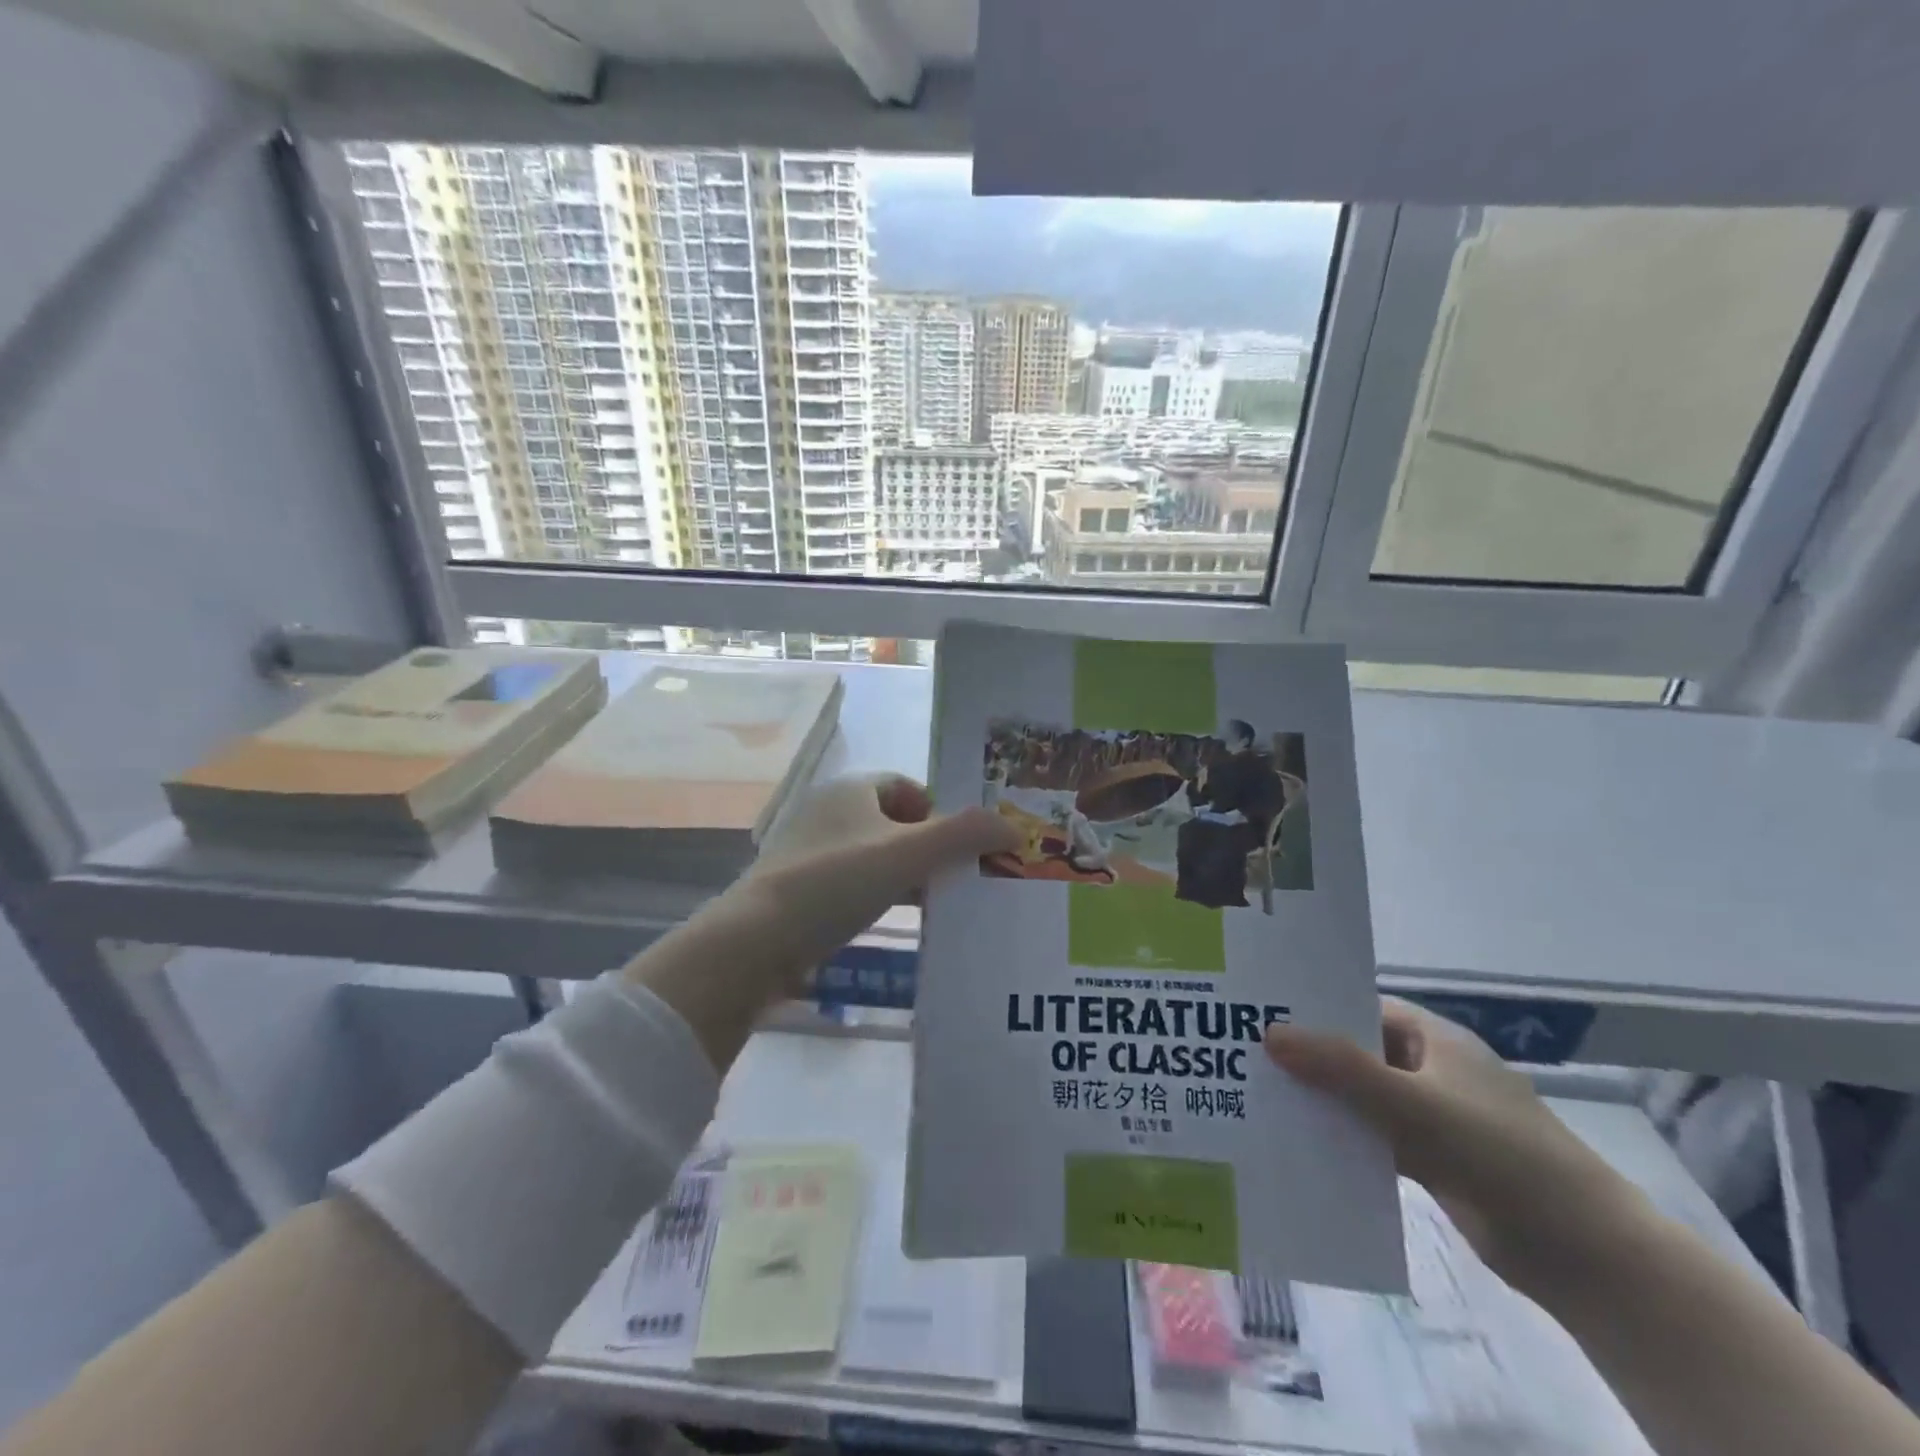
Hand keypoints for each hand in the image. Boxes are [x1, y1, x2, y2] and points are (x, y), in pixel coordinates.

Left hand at [744, 772, 1014, 969]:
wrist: (757, 941)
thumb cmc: (836, 882)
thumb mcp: (907, 854)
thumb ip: (962, 836)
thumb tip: (1014, 826)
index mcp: (850, 791)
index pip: (905, 786)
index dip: (938, 809)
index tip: (962, 843)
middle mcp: (828, 813)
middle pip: (892, 822)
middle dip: (927, 845)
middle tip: (960, 876)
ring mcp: (811, 853)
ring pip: (873, 856)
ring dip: (905, 874)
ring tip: (937, 903)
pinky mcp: (801, 891)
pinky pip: (853, 885)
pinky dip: (878, 896)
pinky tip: (895, 921)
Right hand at [1264, 998, 1647, 1291]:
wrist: (1584, 1254)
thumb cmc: (1499, 1153)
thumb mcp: (1413, 1103)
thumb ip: (1341, 1068)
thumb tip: (1269, 1033)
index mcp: (1432, 1038)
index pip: (1359, 1007)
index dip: (1312, 1007)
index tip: (1259, 1012)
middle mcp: (1429, 1069)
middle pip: (1355, 1051)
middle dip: (1307, 1056)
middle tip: (1242, 1055)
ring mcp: (1431, 1116)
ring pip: (1361, 1097)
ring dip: (1321, 1100)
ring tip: (1256, 1097)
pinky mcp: (1432, 1160)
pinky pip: (1373, 1138)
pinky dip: (1342, 1139)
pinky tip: (1296, 1144)